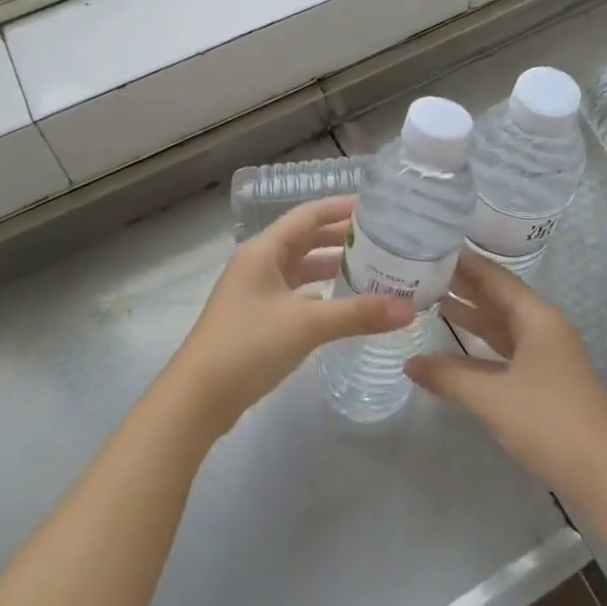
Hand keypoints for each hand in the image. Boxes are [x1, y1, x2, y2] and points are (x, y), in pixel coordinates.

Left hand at [167, 195, 414, 437]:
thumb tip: (409, 308)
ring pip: (301, 268)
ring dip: (332, 266)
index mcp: (264, 250)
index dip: (341, 207)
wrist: (197, 398)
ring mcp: (256, 292)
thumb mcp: (306, 325)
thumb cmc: (247, 346)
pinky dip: (321, 293)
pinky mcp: (257, 318)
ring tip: (372, 268)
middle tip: (383, 239)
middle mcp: (259, 263)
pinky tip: (344, 304)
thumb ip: (357, 313)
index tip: (377, 207)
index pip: (308, 215)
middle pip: (305, 239)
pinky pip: (296, 294)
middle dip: (342, 237)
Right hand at [406, 250, 606, 503]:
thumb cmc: (547, 424)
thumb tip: (409, 363)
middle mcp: (543, 327)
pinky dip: (479, 343)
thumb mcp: (490, 398)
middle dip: (462, 285)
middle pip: (497, 297)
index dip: (463, 262)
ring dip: (469, 314)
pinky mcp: (544, 379)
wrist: (603, 478)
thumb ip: (447, 376)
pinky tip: (453, 347)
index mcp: (537, 318)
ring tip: (430, 299)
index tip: (430, 246)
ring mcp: (546, 354)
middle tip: (421, 272)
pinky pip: (506, 348)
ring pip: (501, 324)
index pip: (494, 277)